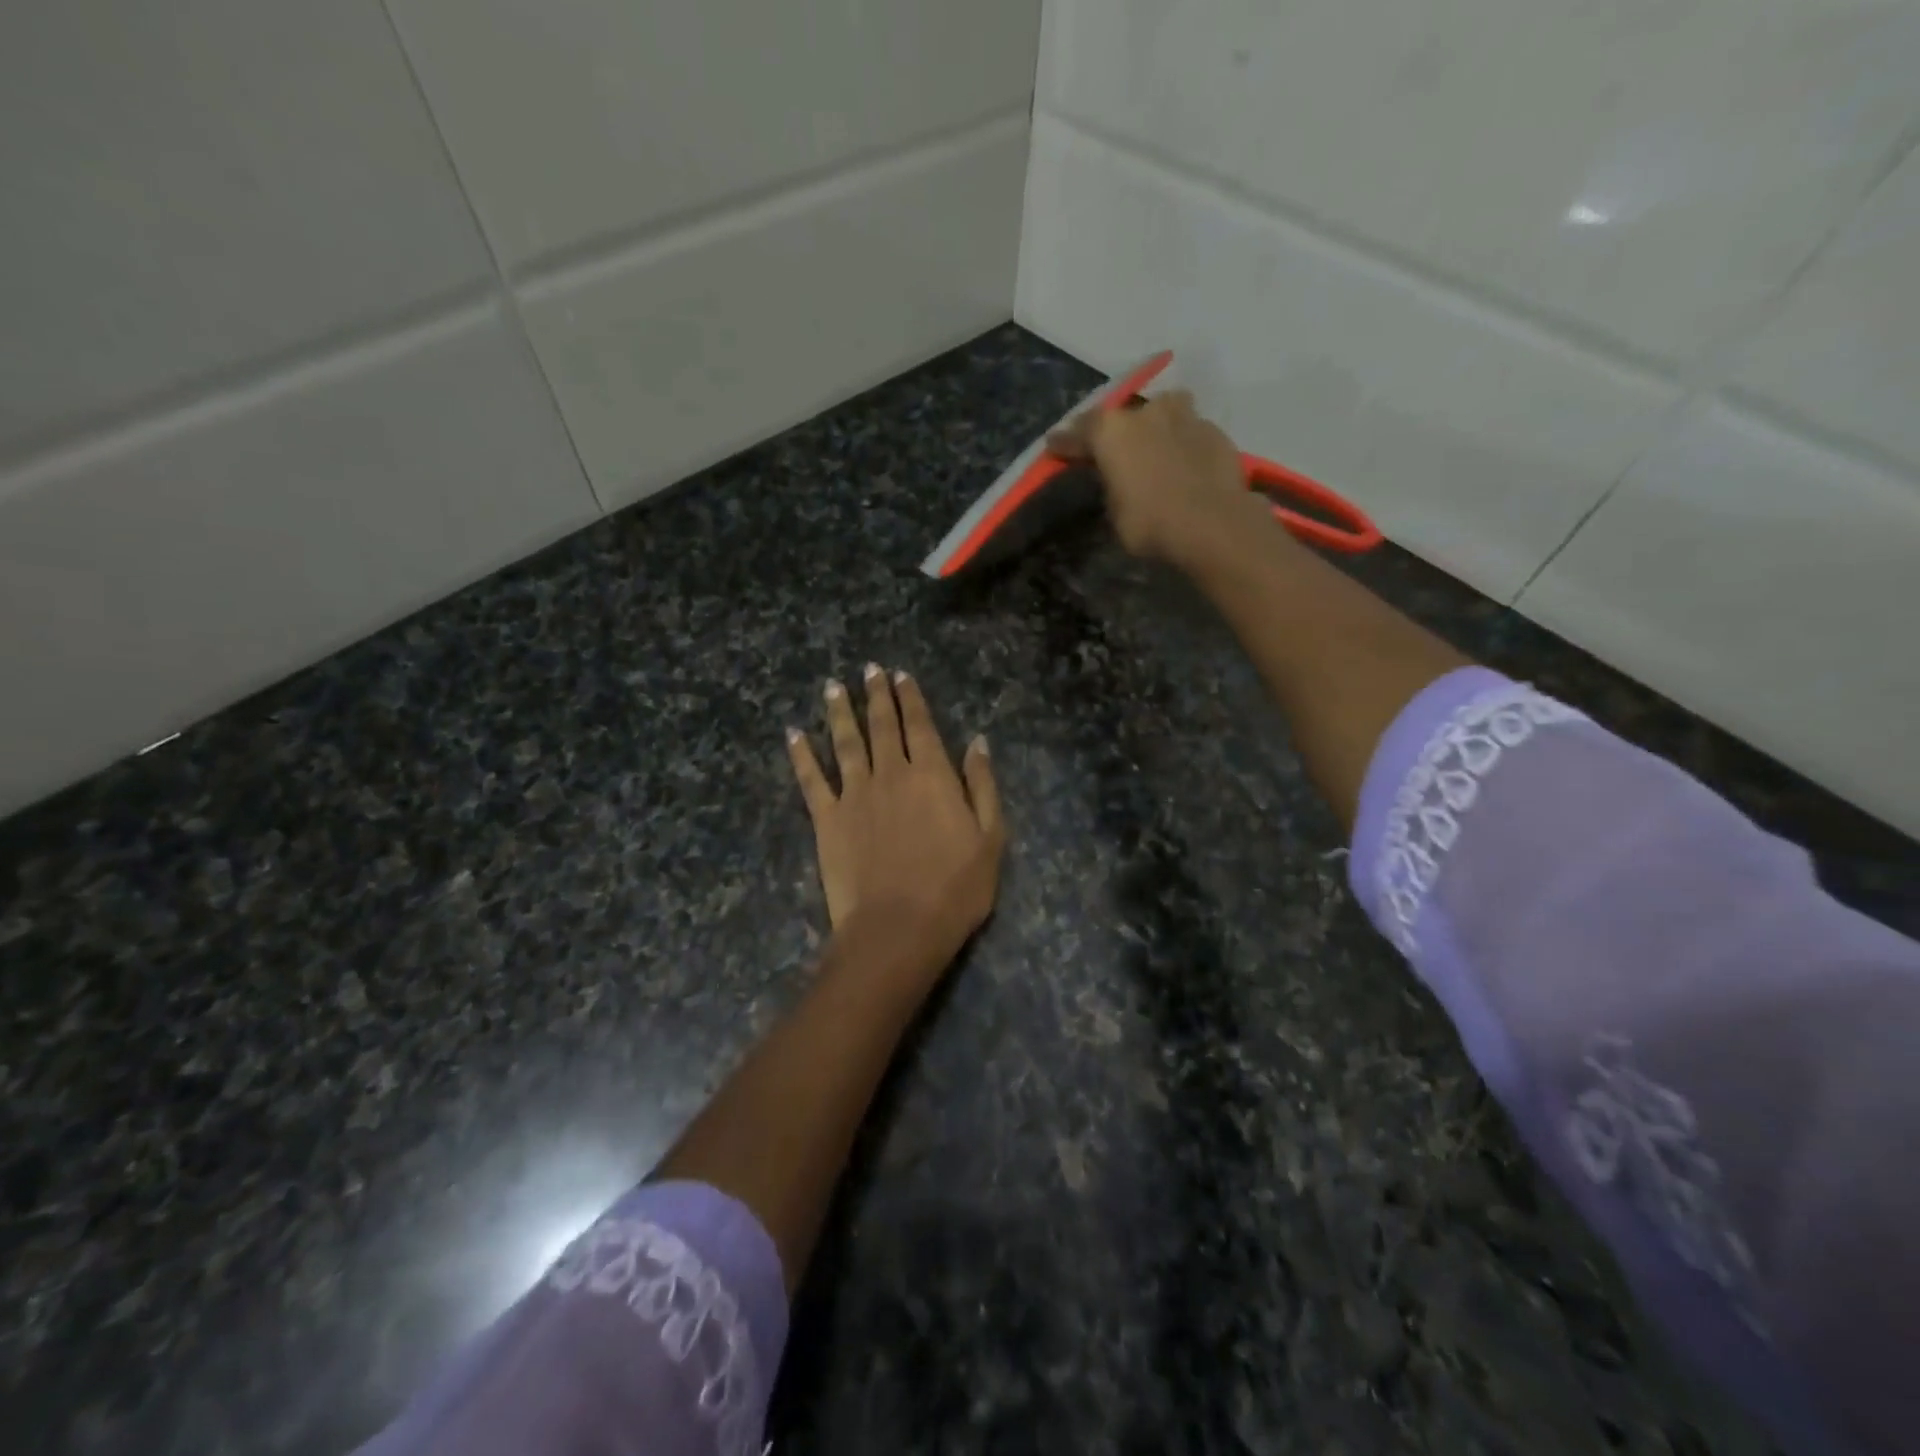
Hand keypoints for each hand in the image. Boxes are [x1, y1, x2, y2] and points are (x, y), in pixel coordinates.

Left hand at [787, 665, 1005, 966]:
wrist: (898, 928)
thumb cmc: (954, 889)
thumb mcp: (990, 838)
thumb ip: (982, 786)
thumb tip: (978, 742)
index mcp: (932, 775)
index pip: (919, 725)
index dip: (910, 697)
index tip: (900, 674)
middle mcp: (890, 774)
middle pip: (881, 725)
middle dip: (875, 694)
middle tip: (868, 669)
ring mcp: (854, 795)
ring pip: (845, 742)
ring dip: (838, 712)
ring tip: (833, 687)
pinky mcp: (827, 819)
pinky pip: (811, 780)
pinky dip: (801, 755)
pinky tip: (793, 734)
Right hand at [1047, 391, 1267, 567]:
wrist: (1213, 524)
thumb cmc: (1151, 523)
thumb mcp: (1116, 513)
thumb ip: (1113, 486)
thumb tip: (1120, 480)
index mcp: (1112, 431)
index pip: (1079, 432)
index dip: (1065, 442)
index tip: (1054, 446)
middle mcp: (1146, 413)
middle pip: (1124, 416)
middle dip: (1116, 432)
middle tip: (1114, 450)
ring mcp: (1185, 417)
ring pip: (1164, 412)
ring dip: (1156, 426)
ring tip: (1156, 446)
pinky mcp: (1216, 431)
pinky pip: (1190, 432)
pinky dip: (1184, 444)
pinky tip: (1185, 464)